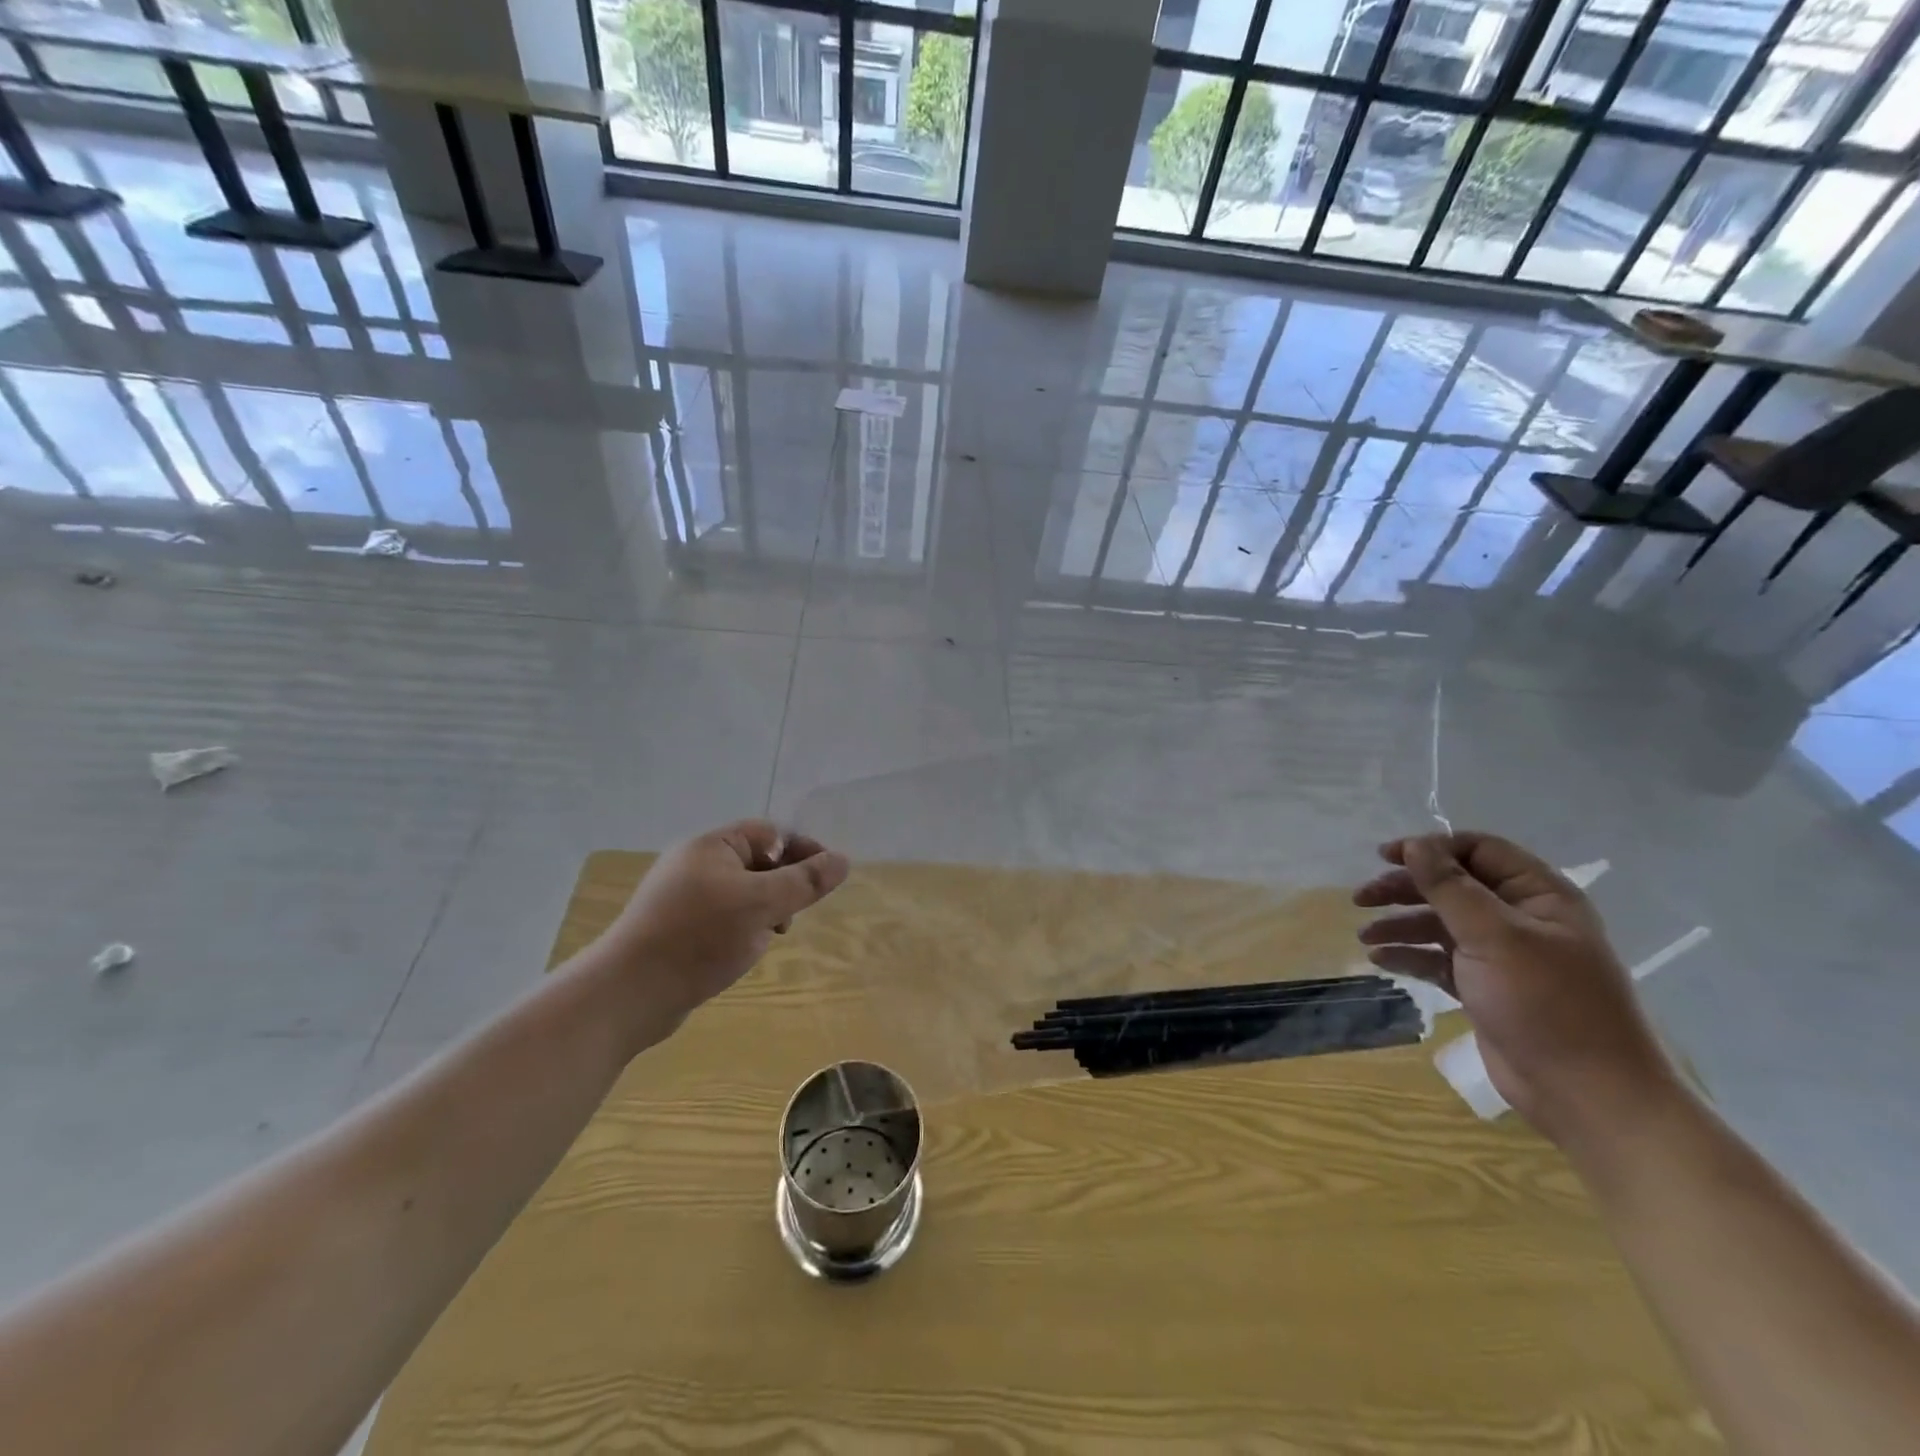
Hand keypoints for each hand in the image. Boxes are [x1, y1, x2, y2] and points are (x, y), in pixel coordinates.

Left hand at [586, 820, 849, 1031]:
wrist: (629, 993)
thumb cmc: (700, 937)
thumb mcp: (762, 905)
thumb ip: (805, 881)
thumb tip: (843, 860)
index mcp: (712, 845)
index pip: (770, 834)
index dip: (803, 851)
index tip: (827, 880)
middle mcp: (695, 863)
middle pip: (757, 862)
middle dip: (783, 886)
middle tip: (792, 916)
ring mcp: (683, 897)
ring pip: (742, 893)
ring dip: (764, 911)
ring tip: (767, 938)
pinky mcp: (676, 928)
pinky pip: (722, 916)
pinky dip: (741, 928)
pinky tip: (741, 953)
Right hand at [1353, 832, 1677, 1146]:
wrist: (1587, 1095)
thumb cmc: (1546, 1004)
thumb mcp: (1494, 936)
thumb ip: (1449, 887)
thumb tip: (1415, 844)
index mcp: (1539, 896)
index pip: (1478, 850)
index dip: (1431, 848)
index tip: (1385, 857)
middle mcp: (1521, 919)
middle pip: (1453, 886)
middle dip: (1406, 888)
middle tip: (1361, 898)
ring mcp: (1503, 956)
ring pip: (1441, 923)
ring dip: (1401, 924)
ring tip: (1364, 935)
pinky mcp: (1485, 988)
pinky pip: (1439, 960)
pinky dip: (1410, 956)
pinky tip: (1380, 960)